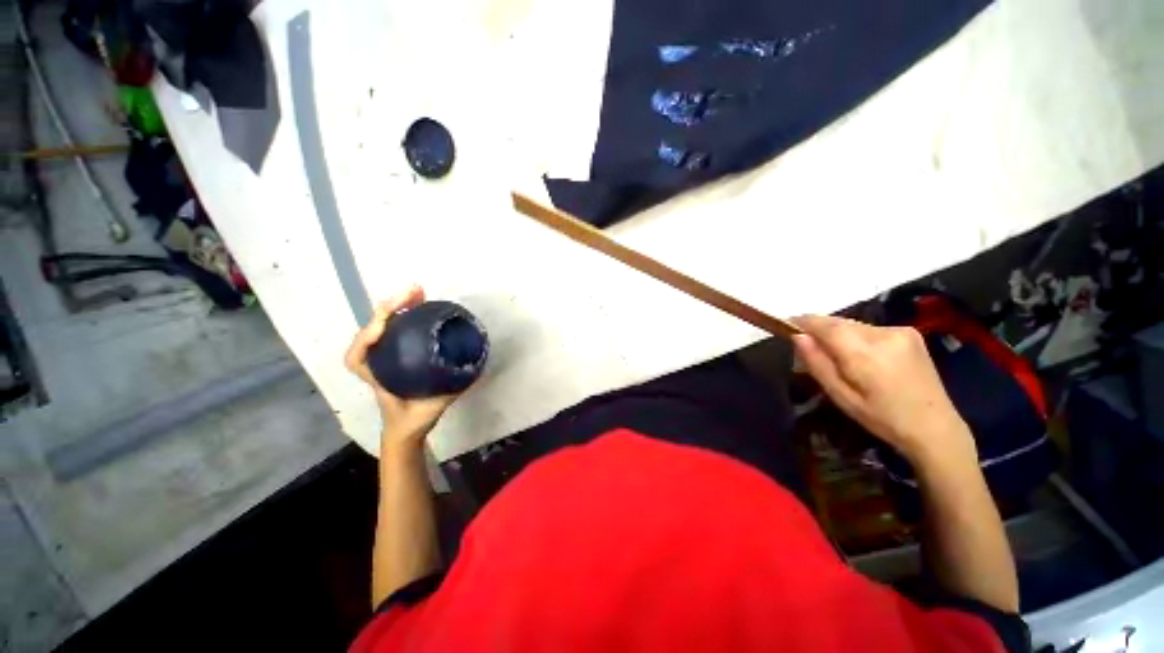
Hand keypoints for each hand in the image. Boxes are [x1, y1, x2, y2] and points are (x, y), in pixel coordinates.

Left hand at [345, 285, 458, 447]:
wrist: (405, 430)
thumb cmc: (413, 421)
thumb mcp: (432, 408)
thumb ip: (450, 391)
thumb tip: (472, 368)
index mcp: (379, 379)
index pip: (357, 358)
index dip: (365, 339)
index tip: (385, 325)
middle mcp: (377, 364)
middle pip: (371, 332)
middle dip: (388, 309)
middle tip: (414, 293)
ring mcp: (383, 357)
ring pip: (381, 327)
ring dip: (397, 307)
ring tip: (418, 293)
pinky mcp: (394, 353)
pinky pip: (394, 330)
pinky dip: (404, 315)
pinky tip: (420, 306)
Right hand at [791, 315, 974, 464]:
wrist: (935, 426)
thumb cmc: (881, 418)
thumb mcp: (841, 396)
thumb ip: (817, 364)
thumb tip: (797, 337)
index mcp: (865, 354)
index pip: (826, 326)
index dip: (804, 322)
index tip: (787, 324)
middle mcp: (883, 334)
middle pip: (839, 322)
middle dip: (820, 329)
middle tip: (807, 344)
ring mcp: (900, 331)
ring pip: (853, 324)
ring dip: (838, 333)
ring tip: (834, 354)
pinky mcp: (910, 333)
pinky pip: (869, 328)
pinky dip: (856, 336)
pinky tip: (859, 355)